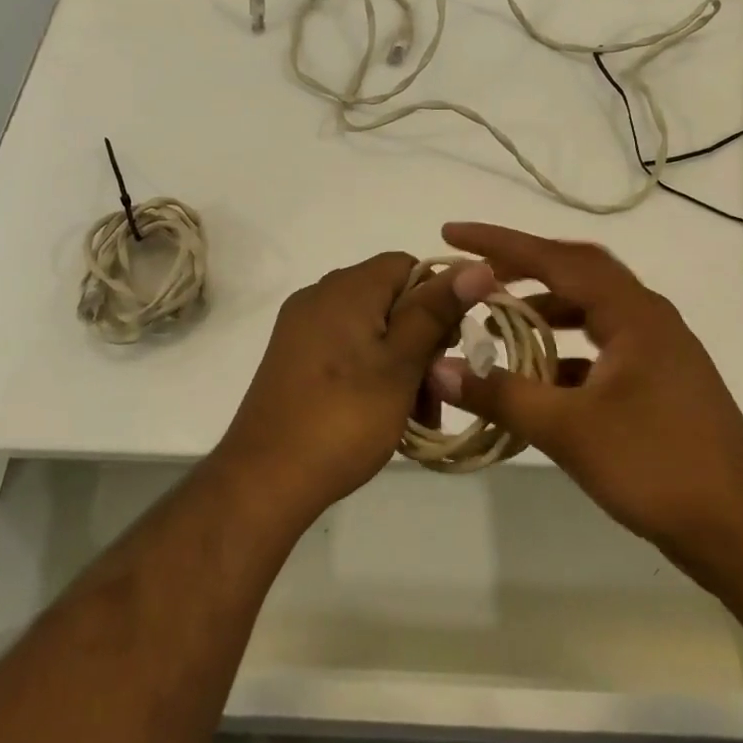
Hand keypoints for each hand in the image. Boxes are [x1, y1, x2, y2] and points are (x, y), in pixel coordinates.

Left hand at [222, 252, 496, 518]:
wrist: (265, 477)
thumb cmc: (344, 416)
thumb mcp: (401, 364)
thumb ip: (436, 311)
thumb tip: (477, 264)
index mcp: (346, 287)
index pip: (407, 266)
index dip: (438, 300)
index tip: (450, 348)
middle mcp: (320, 296)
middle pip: (389, 298)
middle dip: (421, 340)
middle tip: (436, 391)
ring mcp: (301, 327)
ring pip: (370, 329)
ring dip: (400, 363)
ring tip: (415, 415)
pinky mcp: (292, 357)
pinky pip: (345, 349)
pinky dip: (370, 371)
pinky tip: (382, 413)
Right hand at [428, 223, 742, 580]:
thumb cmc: (658, 466)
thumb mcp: (569, 430)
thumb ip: (501, 395)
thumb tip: (438, 369)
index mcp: (632, 312)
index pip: (555, 258)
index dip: (499, 243)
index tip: (453, 233)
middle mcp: (647, 318)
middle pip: (576, 272)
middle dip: (522, 267)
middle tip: (475, 274)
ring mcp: (658, 351)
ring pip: (590, 310)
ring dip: (544, 310)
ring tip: (498, 323)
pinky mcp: (660, 383)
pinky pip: (601, 346)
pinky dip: (564, 351)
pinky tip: (538, 379)